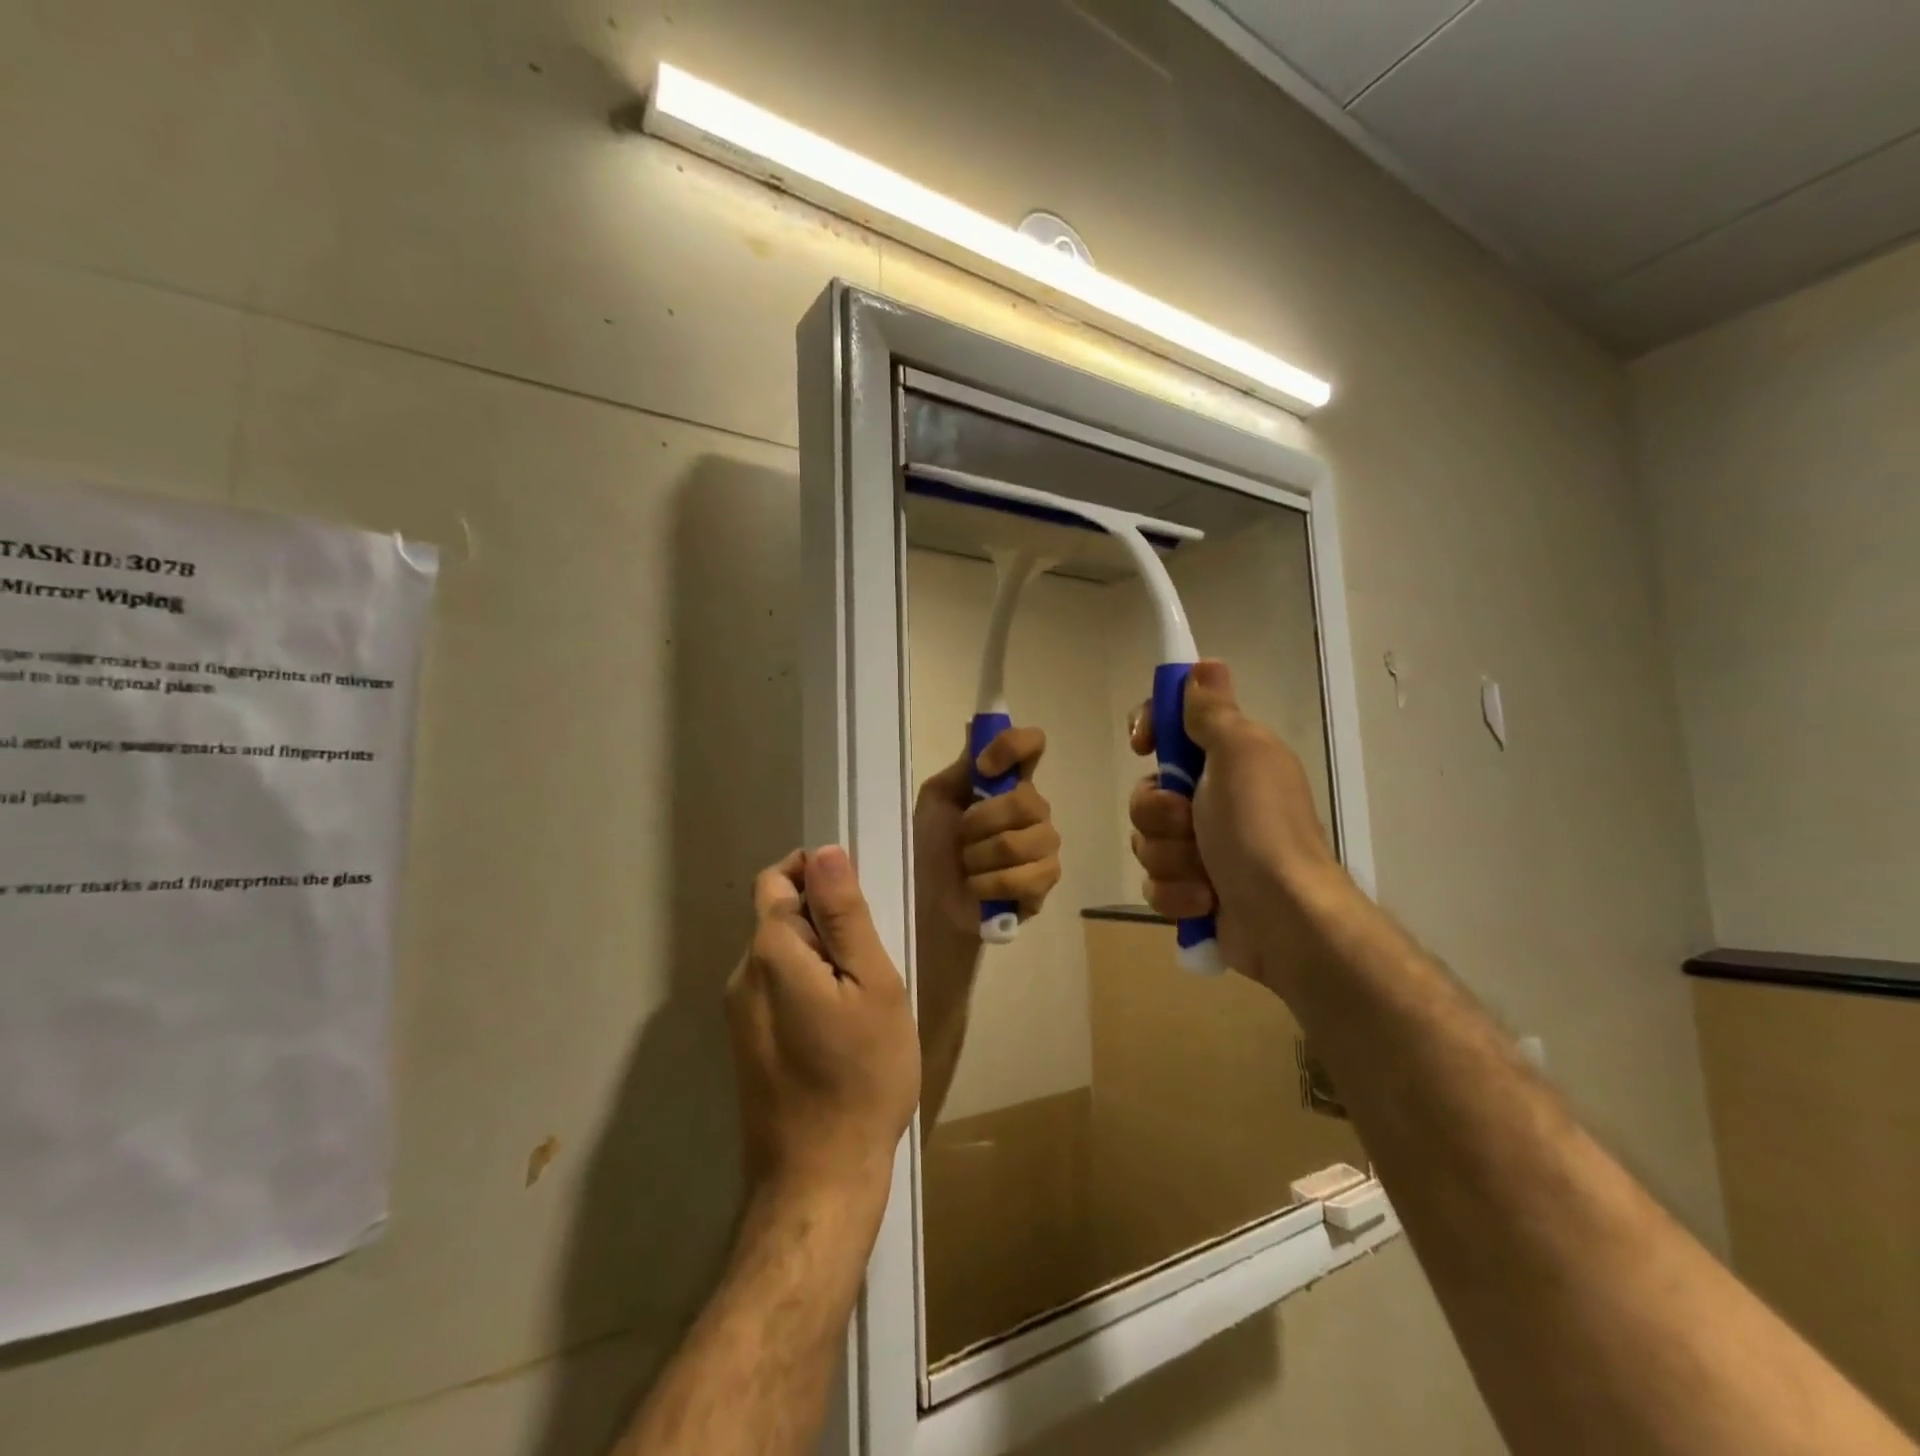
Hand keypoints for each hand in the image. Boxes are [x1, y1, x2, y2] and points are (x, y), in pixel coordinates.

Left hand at [726, 848, 920, 1202]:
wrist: (820, 1179)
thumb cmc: (861, 1075)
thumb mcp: (871, 984)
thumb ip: (844, 915)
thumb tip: (825, 852)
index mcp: (770, 951)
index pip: (779, 879)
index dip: (818, 874)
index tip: (859, 902)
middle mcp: (742, 975)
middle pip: (779, 916)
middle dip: (824, 920)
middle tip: (872, 959)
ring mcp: (739, 1013)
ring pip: (780, 955)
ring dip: (819, 956)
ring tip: (862, 997)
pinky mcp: (746, 1044)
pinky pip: (776, 989)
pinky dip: (807, 986)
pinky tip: (840, 1026)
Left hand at [913, 726, 1062, 939]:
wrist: (930, 901)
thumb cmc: (932, 847)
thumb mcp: (938, 800)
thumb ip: (962, 767)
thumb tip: (975, 724)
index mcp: (1009, 782)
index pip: (1032, 745)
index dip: (1012, 747)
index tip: (984, 767)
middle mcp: (1034, 808)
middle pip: (1024, 800)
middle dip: (979, 822)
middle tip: (961, 838)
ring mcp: (1045, 845)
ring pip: (1018, 842)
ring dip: (978, 857)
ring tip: (968, 866)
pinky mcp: (1046, 881)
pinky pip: (1024, 877)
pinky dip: (989, 884)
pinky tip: (979, 888)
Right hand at [1129, 660, 1351, 993]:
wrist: (1286, 921)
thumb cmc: (1260, 829)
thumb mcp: (1240, 755)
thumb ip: (1213, 712)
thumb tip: (1205, 665)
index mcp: (1230, 760)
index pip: (1173, 727)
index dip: (1151, 730)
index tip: (1144, 745)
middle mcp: (1215, 799)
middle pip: (1148, 791)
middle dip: (1159, 813)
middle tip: (1189, 824)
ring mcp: (1203, 848)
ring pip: (1147, 840)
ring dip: (1169, 858)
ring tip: (1204, 875)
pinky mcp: (1194, 892)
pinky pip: (1155, 883)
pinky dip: (1176, 894)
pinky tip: (1204, 902)